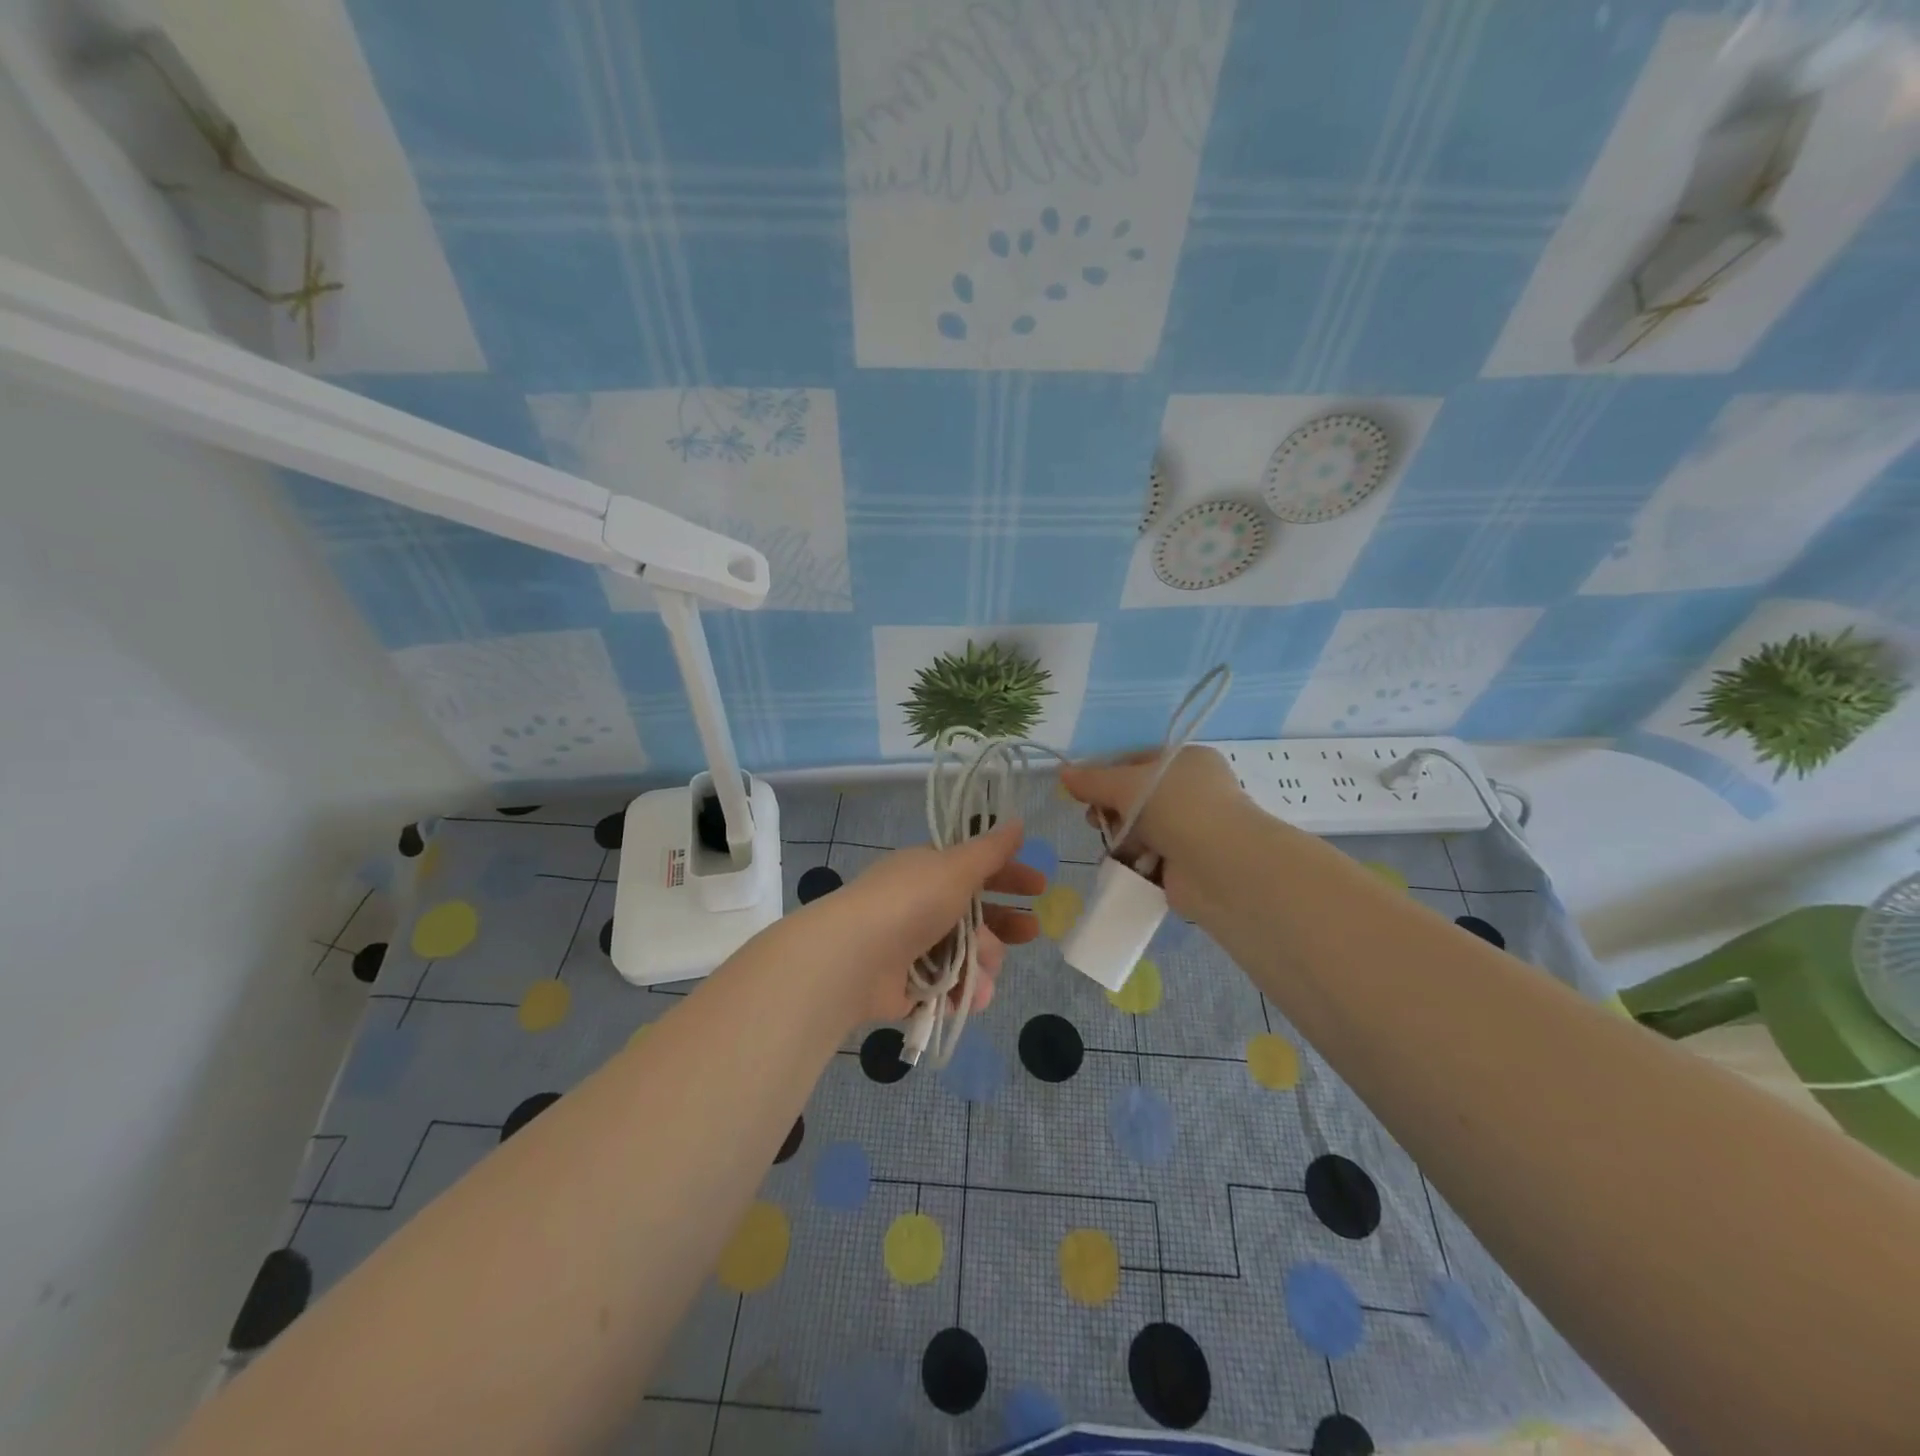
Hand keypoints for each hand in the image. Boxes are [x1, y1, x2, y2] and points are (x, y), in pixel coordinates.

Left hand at [796, 819, 1044, 1028]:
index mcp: (929, 870)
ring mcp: (911, 945)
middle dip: (1004, 925)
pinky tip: (970, 998)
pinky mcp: (905, 984)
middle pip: (974, 914)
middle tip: (1031, 932)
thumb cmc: (910, 903)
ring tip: (984, 975)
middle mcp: (920, 904)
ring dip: (982, 965)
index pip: (976, 869)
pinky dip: (960, 992)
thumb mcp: (956, 868)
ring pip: (964, 953)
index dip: (1009, 876)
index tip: (1040, 887)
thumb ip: (990, 849)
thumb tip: (1018, 820)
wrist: (854, 958)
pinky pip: (945, 986)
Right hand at [1060, 747, 1247, 917]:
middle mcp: (1192, 792)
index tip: (1083, 790)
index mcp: (1187, 761)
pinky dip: (1135, 861)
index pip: (1137, 761)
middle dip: (1111, 809)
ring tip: (1116, 846)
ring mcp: (1191, 829)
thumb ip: (1093, 780)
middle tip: (1095, 820)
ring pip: (1139, 829)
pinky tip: (1126, 865)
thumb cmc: (1178, 808)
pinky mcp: (1186, 864)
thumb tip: (1063, 774)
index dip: (1107, 774)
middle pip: (1135, 797)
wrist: (1222, 866)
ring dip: (1122, 837)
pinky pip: (1148, 857)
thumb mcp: (1128, 784)